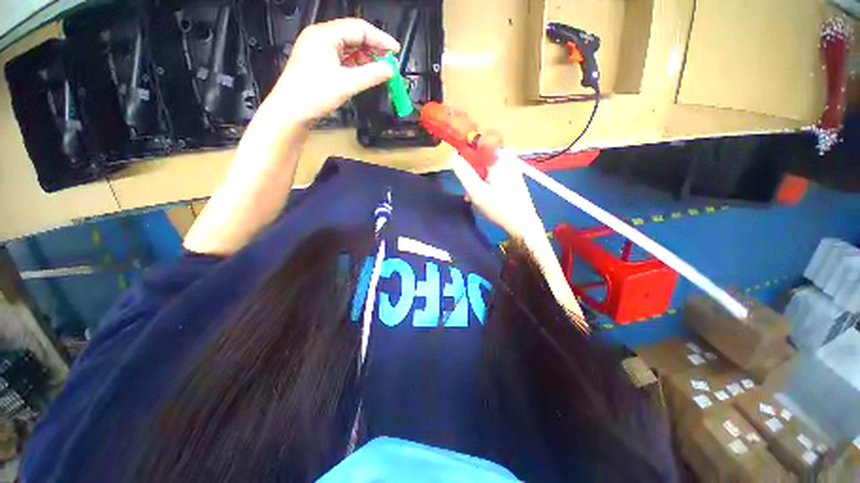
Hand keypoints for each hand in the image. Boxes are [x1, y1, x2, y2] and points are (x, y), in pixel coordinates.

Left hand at [265, 18, 399, 125]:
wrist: (290, 112)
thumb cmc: (314, 95)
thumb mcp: (346, 84)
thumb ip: (371, 75)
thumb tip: (390, 70)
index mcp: (325, 35)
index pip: (359, 28)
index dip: (380, 39)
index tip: (396, 51)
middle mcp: (321, 37)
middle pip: (353, 36)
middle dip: (373, 48)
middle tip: (389, 62)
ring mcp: (318, 50)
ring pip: (347, 48)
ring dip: (365, 57)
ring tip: (380, 69)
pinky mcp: (318, 63)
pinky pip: (341, 58)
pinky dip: (355, 65)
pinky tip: (364, 74)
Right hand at [450, 151, 543, 238]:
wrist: (523, 224)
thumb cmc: (500, 208)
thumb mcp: (477, 191)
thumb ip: (463, 173)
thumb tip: (452, 156)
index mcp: (500, 158)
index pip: (478, 144)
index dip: (466, 154)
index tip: (461, 169)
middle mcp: (508, 158)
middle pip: (482, 158)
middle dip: (472, 173)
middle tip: (468, 190)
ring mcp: (512, 168)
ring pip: (487, 168)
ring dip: (478, 180)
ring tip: (474, 197)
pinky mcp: (514, 177)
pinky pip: (494, 174)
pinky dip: (486, 183)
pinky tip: (483, 197)